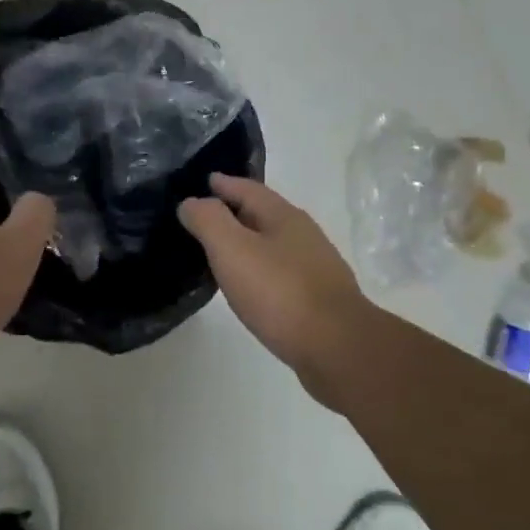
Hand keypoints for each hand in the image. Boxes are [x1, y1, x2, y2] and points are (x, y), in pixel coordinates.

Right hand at [178, 174, 373, 386]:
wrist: (337, 347)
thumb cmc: (280, 293)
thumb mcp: (233, 250)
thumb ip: (209, 221)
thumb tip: (192, 201)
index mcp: (284, 216)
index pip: (248, 189)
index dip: (224, 184)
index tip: (203, 181)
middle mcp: (303, 235)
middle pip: (263, 214)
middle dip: (235, 211)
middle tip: (204, 217)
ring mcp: (314, 267)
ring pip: (273, 244)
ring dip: (247, 242)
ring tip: (221, 252)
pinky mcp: (317, 297)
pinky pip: (280, 272)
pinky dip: (259, 269)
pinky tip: (250, 286)